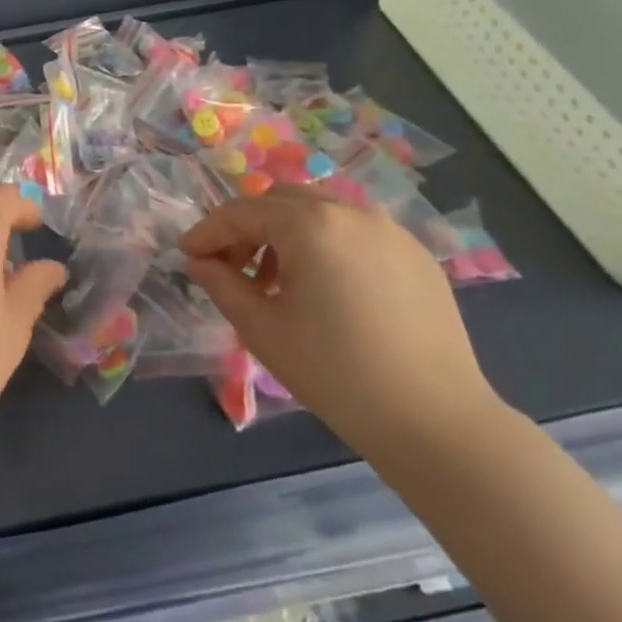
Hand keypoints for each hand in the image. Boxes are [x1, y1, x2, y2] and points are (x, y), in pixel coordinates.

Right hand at [180, 186, 500, 458]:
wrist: (434, 420)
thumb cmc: (336, 373)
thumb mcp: (262, 329)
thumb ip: (221, 284)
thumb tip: (198, 261)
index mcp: (310, 224)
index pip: (242, 212)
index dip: (207, 231)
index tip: (186, 255)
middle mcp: (350, 211)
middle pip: (280, 200)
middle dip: (247, 226)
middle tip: (231, 267)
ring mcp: (389, 229)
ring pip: (320, 210)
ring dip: (286, 232)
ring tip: (277, 280)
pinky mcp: (415, 253)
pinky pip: (355, 230)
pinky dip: (325, 243)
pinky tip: (325, 288)